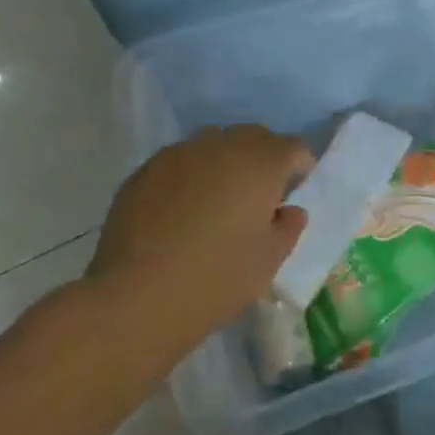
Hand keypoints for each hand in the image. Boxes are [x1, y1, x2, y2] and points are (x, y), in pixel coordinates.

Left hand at [80, 125, 311, 368]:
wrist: (135, 298)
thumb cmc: (217, 278)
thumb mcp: (270, 261)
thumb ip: (288, 227)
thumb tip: (287, 211)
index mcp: (261, 164)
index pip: (293, 147)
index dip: (299, 167)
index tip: (293, 192)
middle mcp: (222, 147)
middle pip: (253, 136)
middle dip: (262, 158)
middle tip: (258, 194)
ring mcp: (179, 155)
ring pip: (213, 143)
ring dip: (224, 161)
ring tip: (216, 198)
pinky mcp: (144, 172)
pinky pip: (179, 161)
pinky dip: (189, 176)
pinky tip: (180, 210)